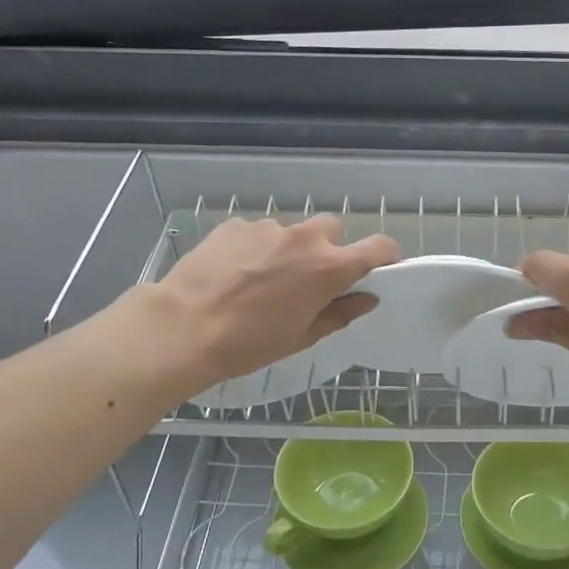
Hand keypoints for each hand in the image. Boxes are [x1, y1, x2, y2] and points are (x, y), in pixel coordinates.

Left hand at [138, 215, 398, 395]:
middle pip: (333, 229)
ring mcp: (268, 228)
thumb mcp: (302, 336)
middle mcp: (304, 239)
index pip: (379, 247)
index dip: (385, 256)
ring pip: (292, 232)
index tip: (379, 269)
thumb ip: (340, 312)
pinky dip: (256, 249)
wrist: (183, 327)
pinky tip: (234, 274)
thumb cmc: (250, 343)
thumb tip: (367, 298)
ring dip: (288, 250)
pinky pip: (258, 233)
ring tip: (262, 281)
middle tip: (310, 279)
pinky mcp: (235, 225)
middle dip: (329, 249)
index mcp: (329, 267)